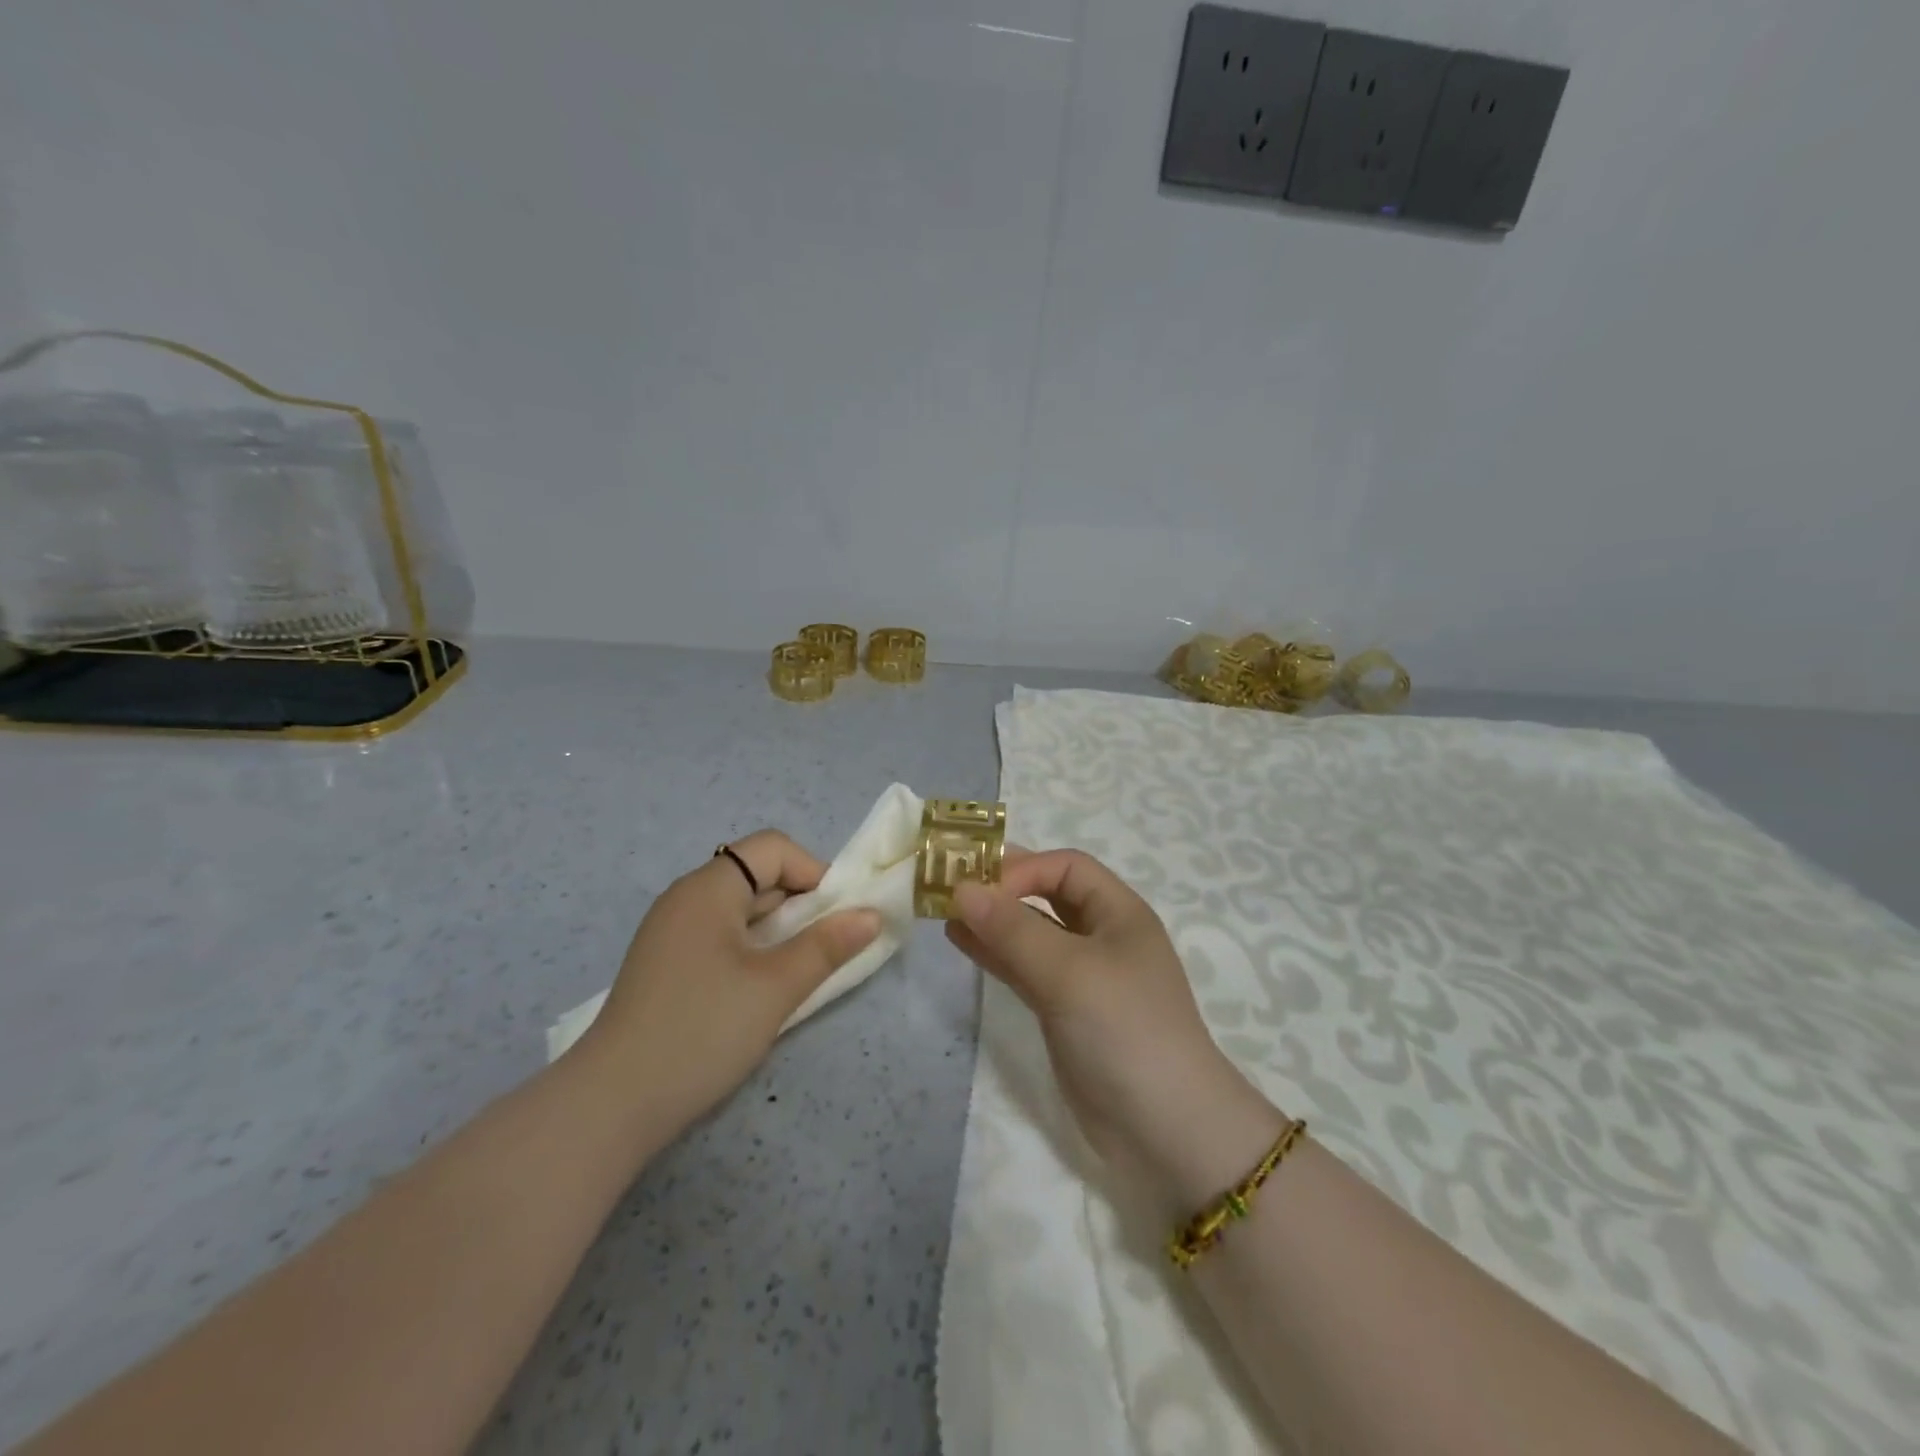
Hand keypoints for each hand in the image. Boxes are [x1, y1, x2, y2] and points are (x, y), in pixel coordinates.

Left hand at [579, 830, 879, 1132]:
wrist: (610, 1106)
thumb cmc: (701, 1031)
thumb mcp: (775, 987)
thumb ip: (827, 946)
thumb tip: (871, 915)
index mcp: (707, 888)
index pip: (772, 848)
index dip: (812, 872)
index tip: (834, 918)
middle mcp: (686, 899)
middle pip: (756, 876)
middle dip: (800, 904)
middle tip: (824, 950)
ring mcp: (671, 934)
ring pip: (740, 911)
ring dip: (778, 931)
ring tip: (797, 973)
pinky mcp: (666, 966)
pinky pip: (721, 938)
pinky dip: (752, 951)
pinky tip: (760, 990)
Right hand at [948, 850, 1287, 1213]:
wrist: (1165, 1131)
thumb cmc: (1124, 1031)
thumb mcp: (1069, 972)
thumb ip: (1013, 929)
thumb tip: (961, 888)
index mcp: (1119, 913)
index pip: (1065, 867)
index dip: (1022, 869)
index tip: (978, 888)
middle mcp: (1102, 936)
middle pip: (1047, 895)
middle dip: (1003, 889)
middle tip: (950, 888)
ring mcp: (1083, 976)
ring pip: (1032, 933)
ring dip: (993, 921)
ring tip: (946, 913)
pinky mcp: (1065, 1011)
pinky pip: (1025, 968)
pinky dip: (996, 953)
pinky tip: (963, 942)